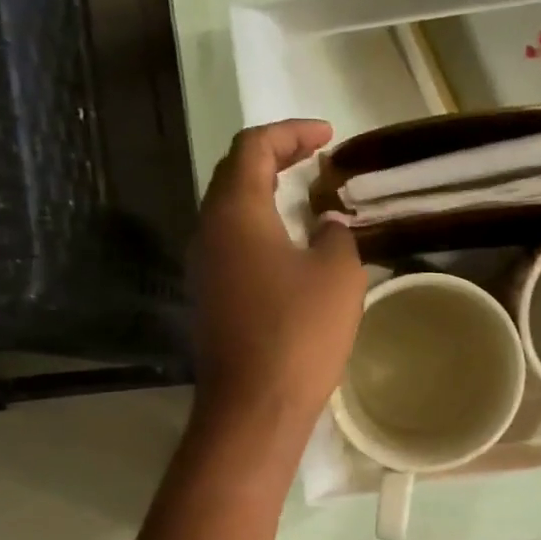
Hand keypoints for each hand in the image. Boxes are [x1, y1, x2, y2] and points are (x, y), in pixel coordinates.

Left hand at [189, 120, 364, 448]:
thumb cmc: (298, 333)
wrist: (253, 406)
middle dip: (274, 158)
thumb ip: (336, 235)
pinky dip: (260, 231)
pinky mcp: (210, 299)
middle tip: (314, 160)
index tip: (327, 136)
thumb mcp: (337, 274)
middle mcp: (208, 231)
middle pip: (234, 174)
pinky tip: (290, 249)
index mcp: (235, 211)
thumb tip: (327, 226)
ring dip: (265, 196)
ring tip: (305, 199)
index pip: (253, 147)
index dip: (290, 133)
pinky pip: (233, 247)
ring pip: (230, 213)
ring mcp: (203, 268)